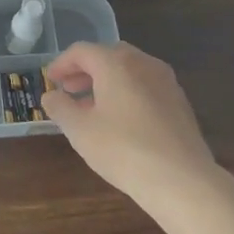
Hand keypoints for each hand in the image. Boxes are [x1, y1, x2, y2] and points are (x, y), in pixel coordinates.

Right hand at [41, 41, 217, 201]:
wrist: (183, 181)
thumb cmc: (124, 150)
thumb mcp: (80, 130)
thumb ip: (60, 108)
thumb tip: (51, 96)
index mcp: (116, 63)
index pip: (81, 51)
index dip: (61, 64)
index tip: (50, 81)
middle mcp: (143, 63)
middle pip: (108, 56)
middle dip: (85, 71)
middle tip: (69, 90)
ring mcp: (166, 82)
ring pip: (129, 71)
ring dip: (107, 82)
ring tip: (92, 108)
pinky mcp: (180, 103)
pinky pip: (146, 87)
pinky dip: (127, 93)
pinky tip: (121, 121)